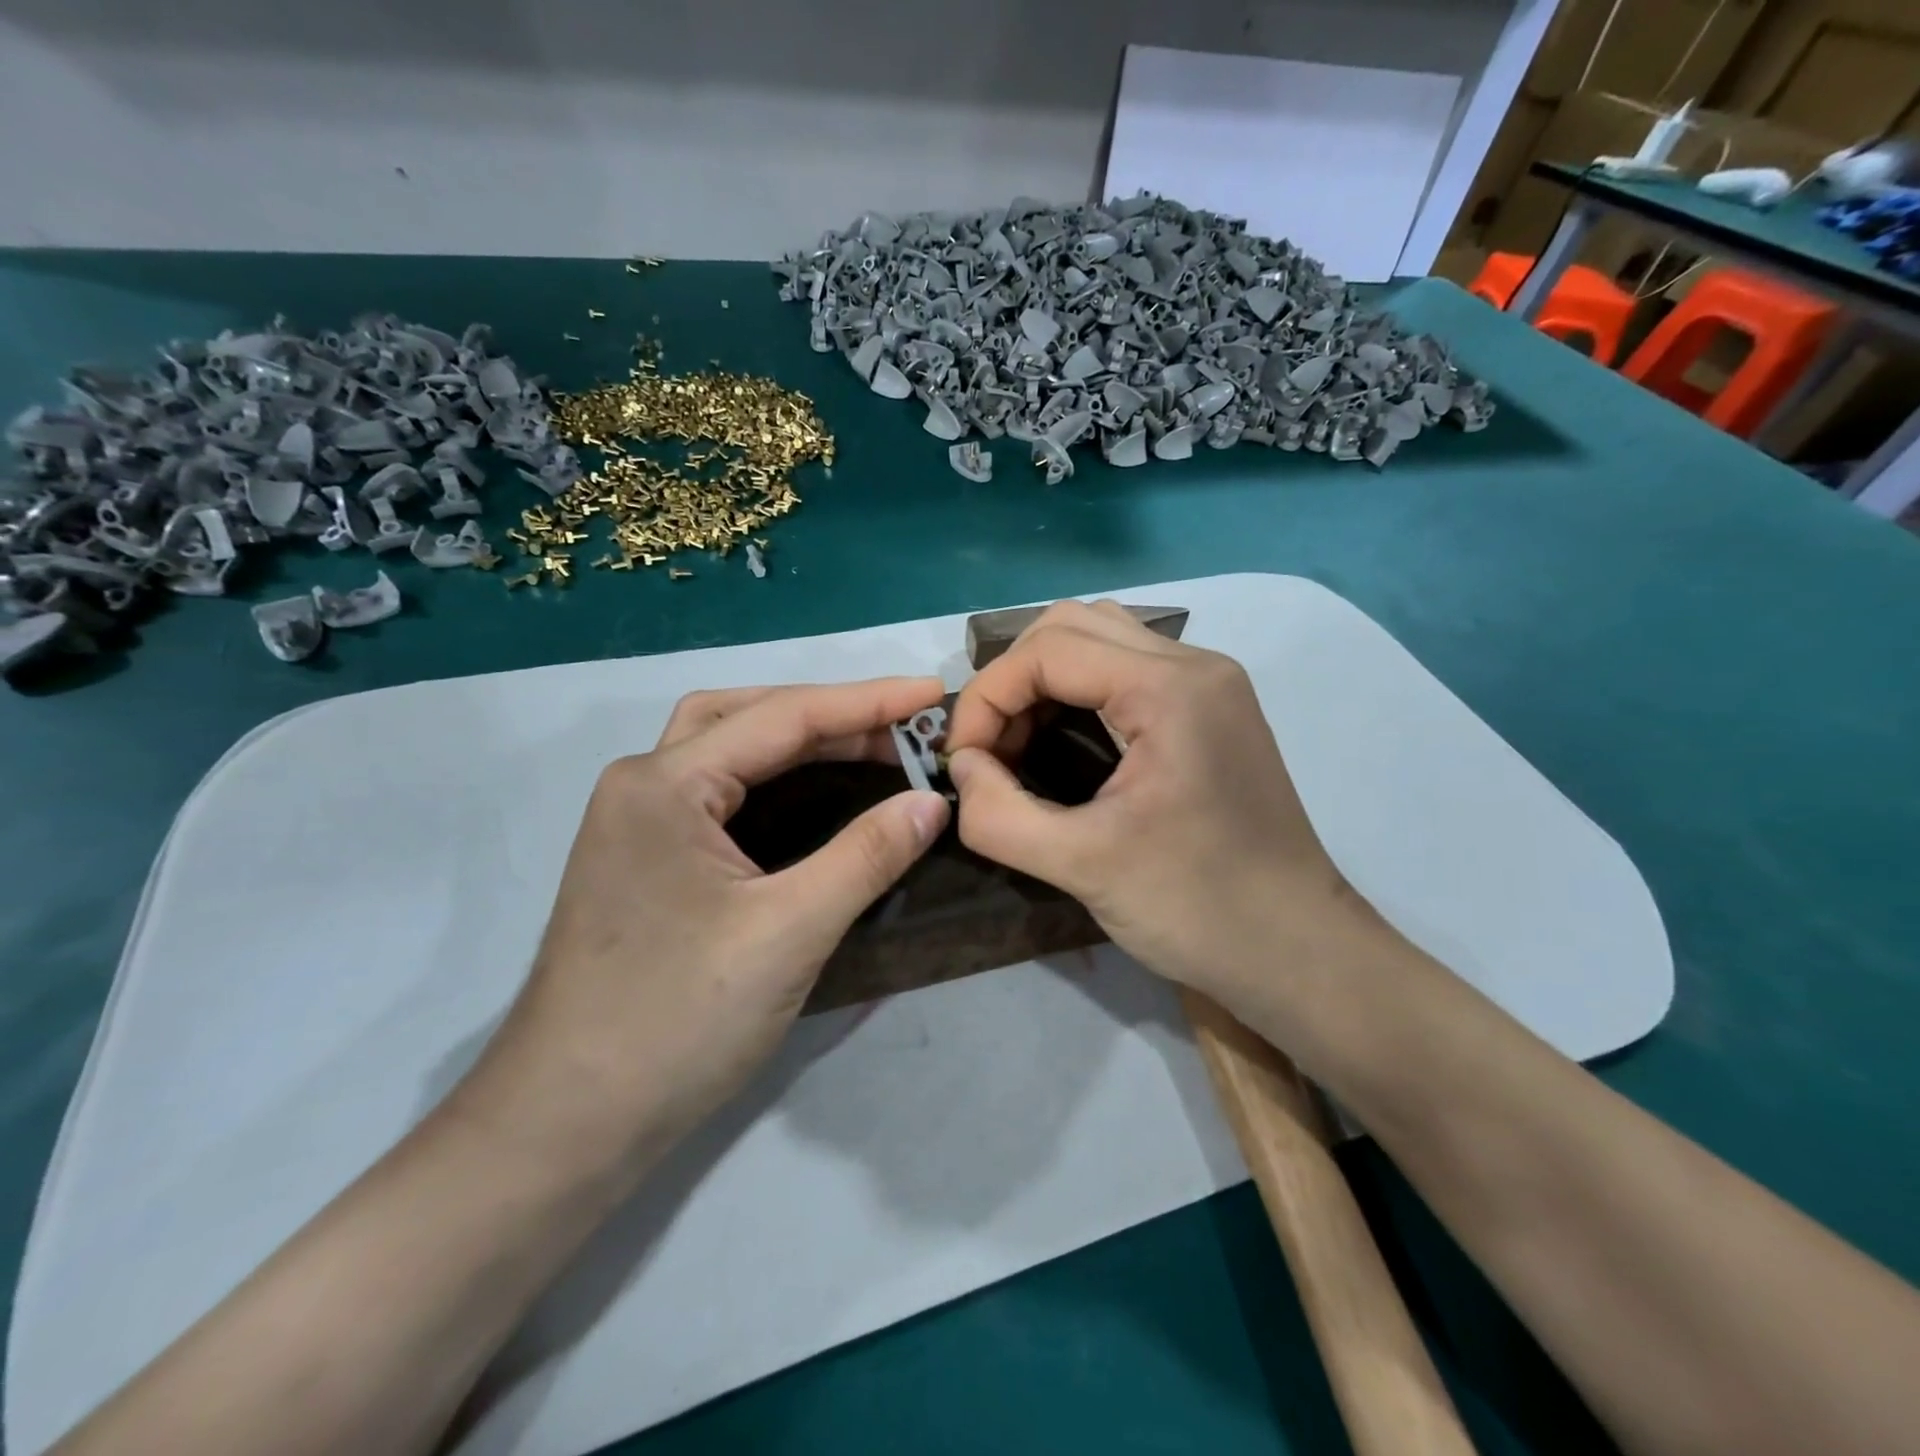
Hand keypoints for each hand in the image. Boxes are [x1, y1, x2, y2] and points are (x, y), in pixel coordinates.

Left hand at [458, 678, 950, 1173]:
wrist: (567, 1124)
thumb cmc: (677, 1020)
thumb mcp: (789, 932)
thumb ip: (865, 856)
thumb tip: (932, 802)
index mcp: (665, 784)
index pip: (784, 718)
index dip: (868, 703)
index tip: (934, 693)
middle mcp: (642, 784)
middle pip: (748, 716)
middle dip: (830, 712)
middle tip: (900, 723)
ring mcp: (636, 822)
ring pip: (728, 748)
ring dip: (797, 737)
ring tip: (866, 743)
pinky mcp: (644, 859)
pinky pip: (720, 790)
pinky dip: (773, 775)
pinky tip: (810, 791)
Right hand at [944, 600, 1369, 1014]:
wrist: (1297, 950)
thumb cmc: (1198, 908)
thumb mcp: (1083, 865)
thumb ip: (999, 814)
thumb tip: (962, 770)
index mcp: (1170, 687)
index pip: (1048, 650)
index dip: (987, 697)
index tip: (963, 761)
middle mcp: (1194, 664)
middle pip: (1071, 626)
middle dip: (1012, 681)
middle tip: (991, 748)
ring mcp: (1208, 684)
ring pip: (1099, 639)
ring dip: (1043, 680)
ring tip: (1019, 744)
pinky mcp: (1209, 710)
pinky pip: (1125, 669)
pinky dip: (1077, 692)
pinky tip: (1062, 742)